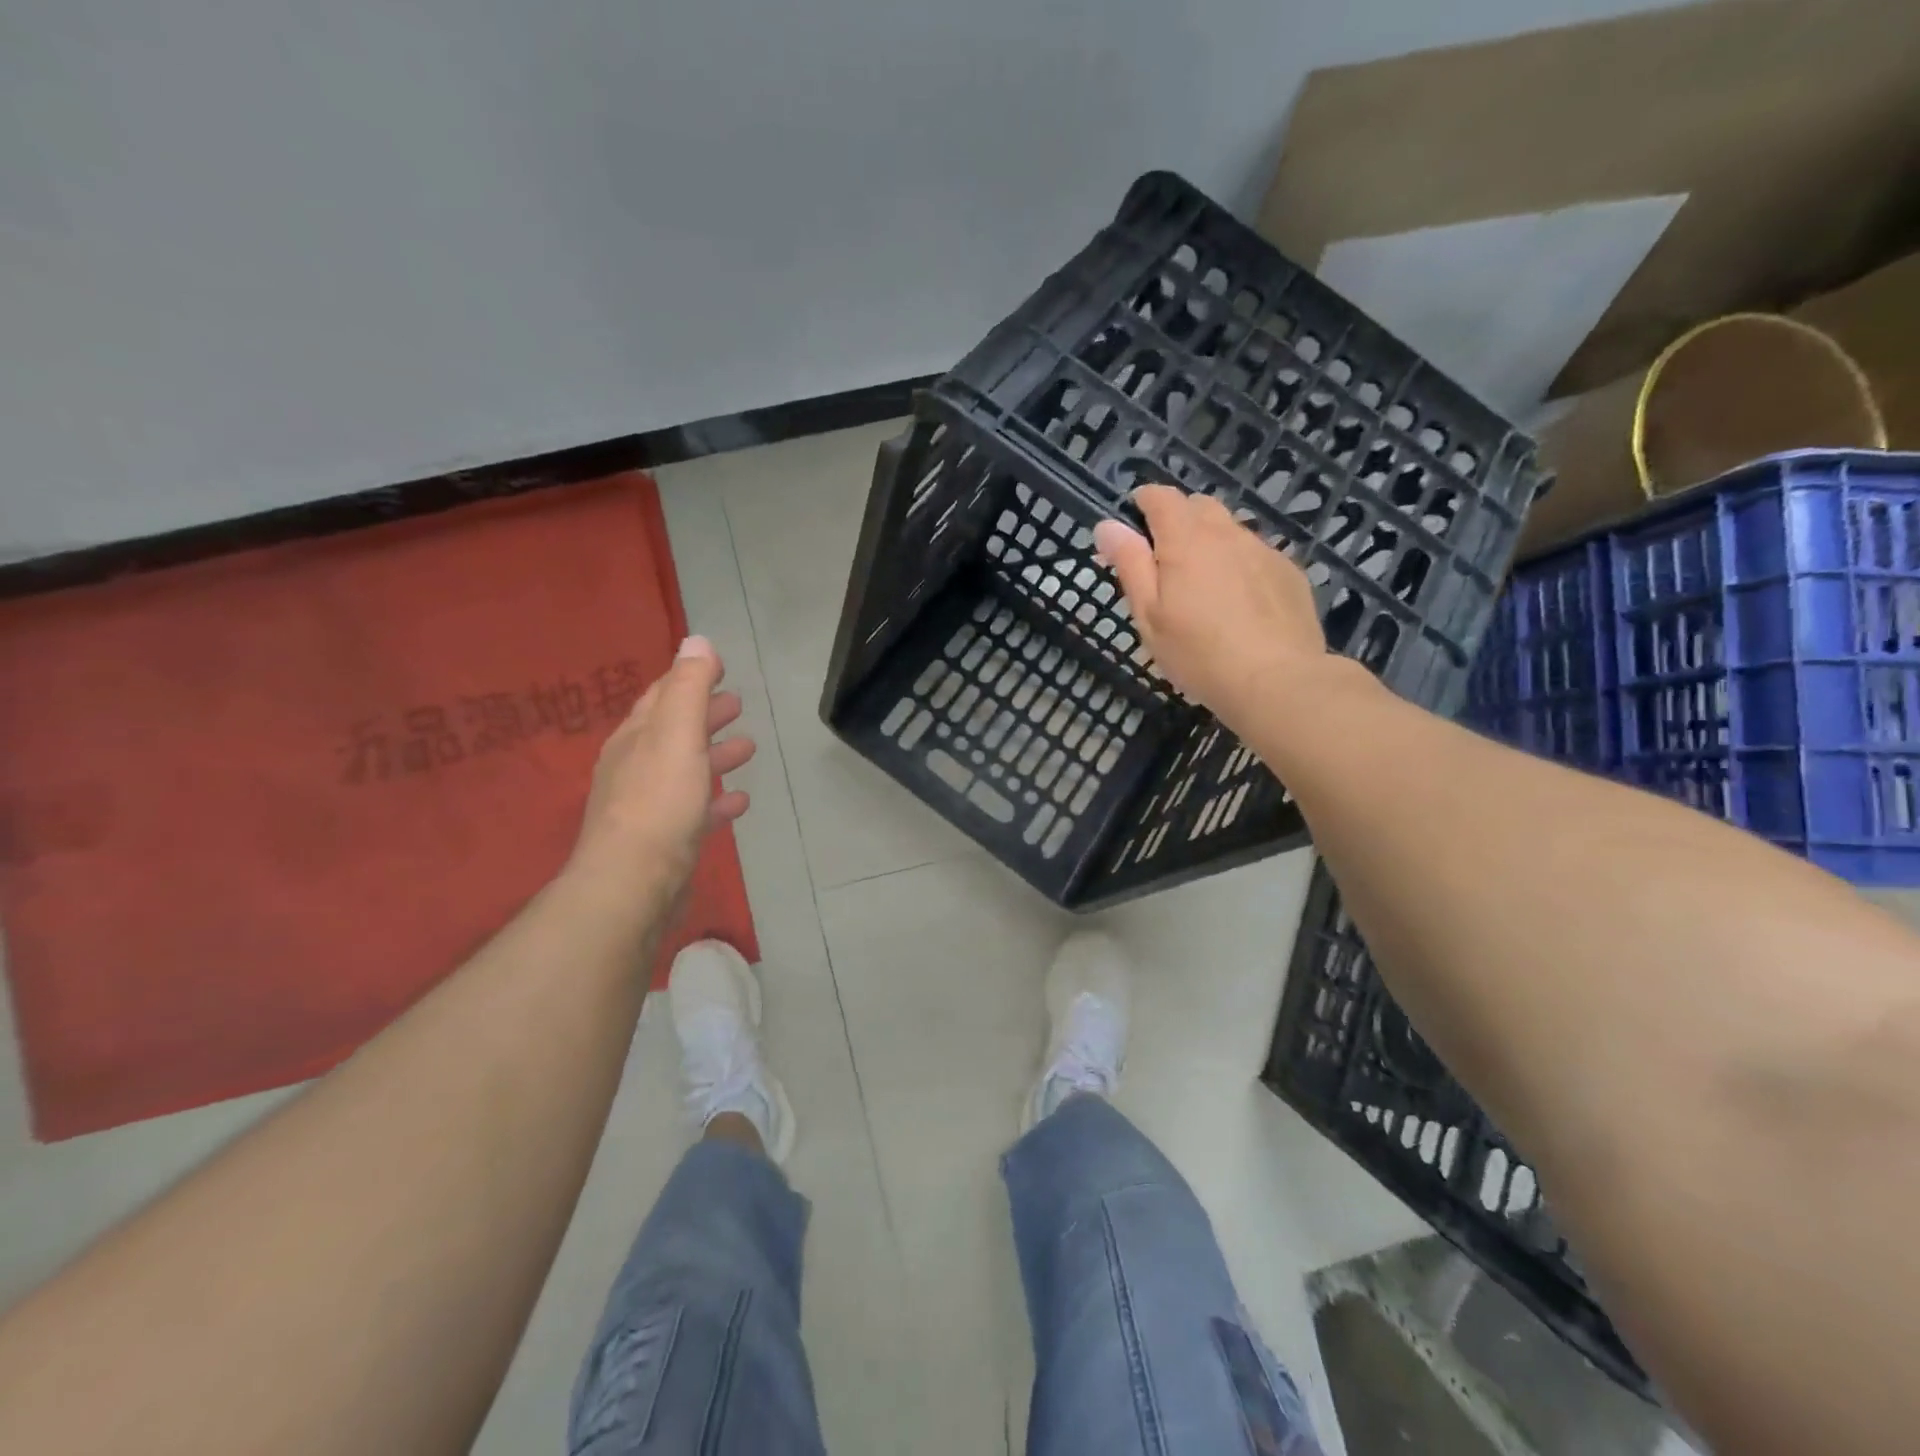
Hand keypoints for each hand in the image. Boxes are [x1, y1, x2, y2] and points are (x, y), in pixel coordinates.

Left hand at [569, 635, 754, 892]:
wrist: (633, 885)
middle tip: (737, 703)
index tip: (719, 666)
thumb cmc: (658, 802)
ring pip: (686, 770)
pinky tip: (739, 801)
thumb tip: (696, 640)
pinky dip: (716, 799)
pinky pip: (695, 810)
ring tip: (748, 748)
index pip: (662, 696)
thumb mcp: (676, 734)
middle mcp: (636, 767)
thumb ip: (688, 688)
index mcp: (636, 738)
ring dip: (714, 755)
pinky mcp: (665, 842)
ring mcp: (648, 807)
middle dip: (705, 715)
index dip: (690, 678)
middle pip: (674, 732)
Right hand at [1093, 485, 1329, 730]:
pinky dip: (1240, 564)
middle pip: (1199, 506)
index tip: (1133, 523)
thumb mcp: (1149, 615)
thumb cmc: (1198, 653)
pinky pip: (1256, 554)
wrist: (1277, 681)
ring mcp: (1263, 550)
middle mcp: (1227, 533)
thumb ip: (1130, 565)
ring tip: (1203, 585)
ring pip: (1230, 530)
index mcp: (1186, 540)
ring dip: (1211, 542)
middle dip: (1178, 520)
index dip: (1144, 502)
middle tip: (1165, 561)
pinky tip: (1239, 603)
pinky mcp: (1289, 572)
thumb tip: (1107, 525)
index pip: (1162, 497)